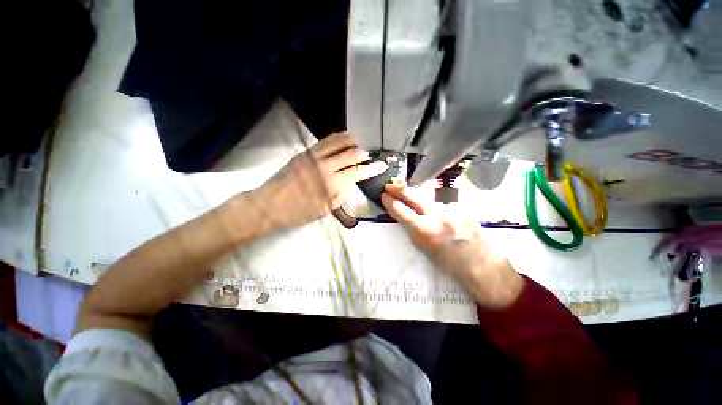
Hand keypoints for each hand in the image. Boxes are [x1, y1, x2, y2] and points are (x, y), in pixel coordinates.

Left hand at [253, 132, 387, 230]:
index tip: (382, 165)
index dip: (373, 168)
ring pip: (339, 142)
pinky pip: (325, 141)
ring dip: (353, 142)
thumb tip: (348, 184)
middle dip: (365, 154)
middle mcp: (325, 166)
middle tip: (370, 157)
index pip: (358, 172)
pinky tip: (343, 139)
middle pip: (351, 153)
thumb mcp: (324, 210)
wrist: (269, 204)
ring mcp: (314, 156)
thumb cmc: (298, 212)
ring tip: (359, 145)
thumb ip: (340, 196)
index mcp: (331, 184)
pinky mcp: (305, 152)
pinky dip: (338, 138)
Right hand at [381, 183, 523, 309]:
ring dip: (423, 201)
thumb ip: (413, 229)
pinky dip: (440, 207)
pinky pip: (446, 204)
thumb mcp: (424, 249)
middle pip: (414, 197)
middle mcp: (437, 216)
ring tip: (426, 210)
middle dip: (400, 189)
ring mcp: (452, 210)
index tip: (385, 196)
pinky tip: (445, 217)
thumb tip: (405, 216)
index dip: (391, 202)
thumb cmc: (449, 263)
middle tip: (391, 184)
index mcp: (425, 231)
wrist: (480, 264)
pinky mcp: (463, 208)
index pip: (402, 211)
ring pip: (431, 200)